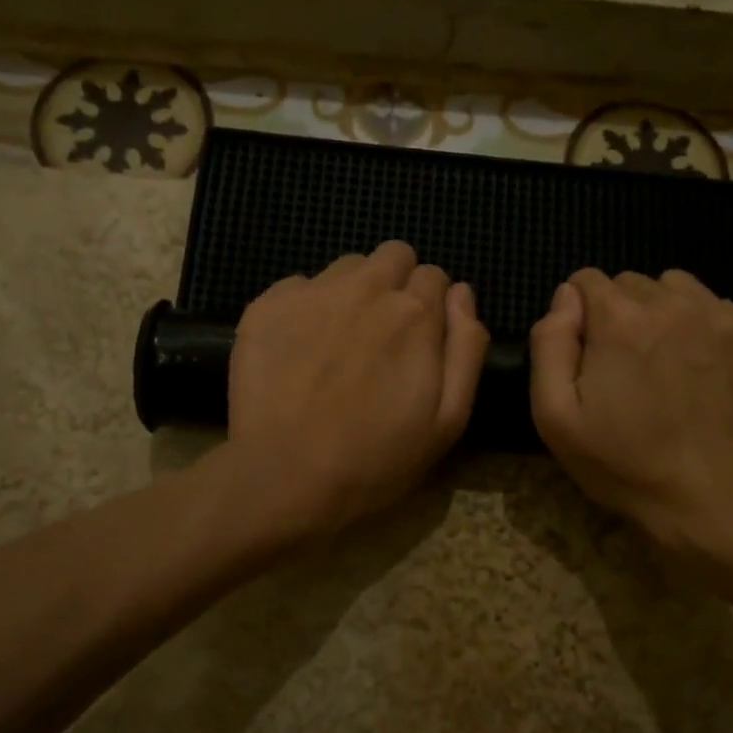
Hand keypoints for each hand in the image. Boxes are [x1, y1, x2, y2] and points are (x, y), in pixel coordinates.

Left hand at [224, 241, 488, 536]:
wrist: (284, 477)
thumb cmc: (376, 458)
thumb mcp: (448, 419)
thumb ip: (466, 348)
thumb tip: (462, 293)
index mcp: (414, 313)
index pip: (435, 277)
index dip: (431, 308)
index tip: (418, 342)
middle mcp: (366, 288)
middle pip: (393, 256)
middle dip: (395, 284)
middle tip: (382, 335)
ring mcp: (312, 292)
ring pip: (346, 268)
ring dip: (352, 293)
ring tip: (338, 342)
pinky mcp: (266, 305)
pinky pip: (297, 286)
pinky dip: (305, 308)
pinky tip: (298, 350)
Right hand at [529, 268, 732, 550]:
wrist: (715, 500)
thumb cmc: (625, 463)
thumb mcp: (555, 416)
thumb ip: (550, 344)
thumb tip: (565, 298)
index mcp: (621, 319)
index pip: (587, 280)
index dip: (579, 313)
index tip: (587, 352)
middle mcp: (675, 303)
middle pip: (634, 283)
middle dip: (621, 313)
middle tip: (626, 365)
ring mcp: (726, 318)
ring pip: (681, 290)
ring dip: (665, 314)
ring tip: (668, 362)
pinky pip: (722, 312)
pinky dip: (707, 330)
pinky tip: (706, 373)